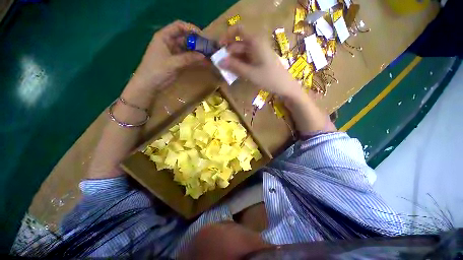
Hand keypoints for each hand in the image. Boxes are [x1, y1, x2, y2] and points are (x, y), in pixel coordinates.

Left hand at [130, 20, 205, 92]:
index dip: (191, 29)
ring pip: (187, 49)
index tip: (203, 37)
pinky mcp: (176, 62)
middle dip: (197, 42)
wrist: (148, 86)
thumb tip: (204, 56)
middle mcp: (169, 42)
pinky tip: (202, 62)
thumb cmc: (157, 71)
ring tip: (208, 56)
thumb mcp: (173, 63)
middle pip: (185, 38)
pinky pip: (187, 58)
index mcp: (164, 37)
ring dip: (197, 52)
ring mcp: (173, 53)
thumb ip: (189, 58)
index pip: (179, 26)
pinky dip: (194, 59)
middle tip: (208, 49)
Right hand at [218, 26, 300, 97]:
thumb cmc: (269, 78)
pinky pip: (247, 59)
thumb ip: (234, 67)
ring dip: (234, 61)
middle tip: (221, 66)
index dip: (227, 36)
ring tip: (227, 71)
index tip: (219, 47)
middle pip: (239, 44)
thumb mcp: (250, 73)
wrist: (285, 86)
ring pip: (242, 53)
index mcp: (255, 42)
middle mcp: (257, 44)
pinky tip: (236, 72)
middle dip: (229, 54)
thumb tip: (219, 62)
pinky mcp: (260, 60)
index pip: (239, 30)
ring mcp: (259, 53)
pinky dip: (240, 65)